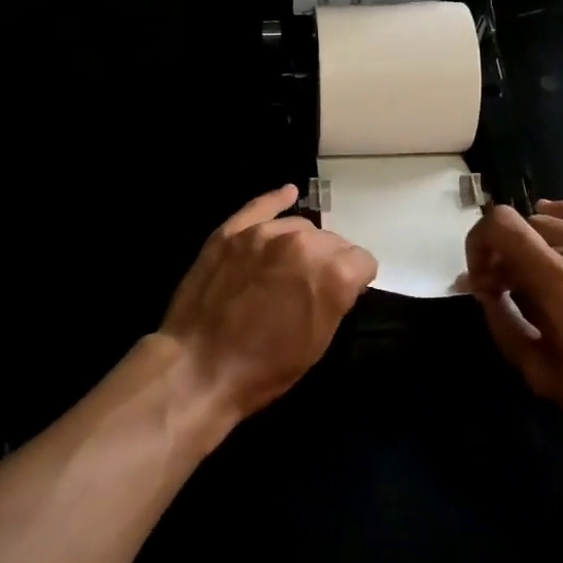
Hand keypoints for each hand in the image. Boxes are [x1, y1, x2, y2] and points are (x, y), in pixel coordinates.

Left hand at [156, 184, 377, 422]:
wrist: (199, 368)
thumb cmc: (265, 368)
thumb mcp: (318, 342)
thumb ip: (336, 299)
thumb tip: (341, 281)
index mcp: (333, 273)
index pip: (362, 261)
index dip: (356, 280)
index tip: (345, 294)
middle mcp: (304, 242)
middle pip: (332, 241)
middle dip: (328, 261)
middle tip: (310, 288)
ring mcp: (265, 232)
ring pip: (299, 226)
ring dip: (301, 244)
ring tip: (287, 268)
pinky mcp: (232, 231)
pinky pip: (261, 205)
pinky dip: (277, 200)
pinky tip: (288, 194)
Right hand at [463, 200, 562, 441]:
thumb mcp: (542, 372)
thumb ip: (504, 325)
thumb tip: (484, 294)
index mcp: (555, 279)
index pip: (500, 226)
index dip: (477, 244)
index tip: (481, 280)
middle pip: (521, 227)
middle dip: (501, 254)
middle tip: (503, 290)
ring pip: (549, 222)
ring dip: (528, 244)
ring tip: (531, 275)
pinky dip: (561, 214)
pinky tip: (551, 223)